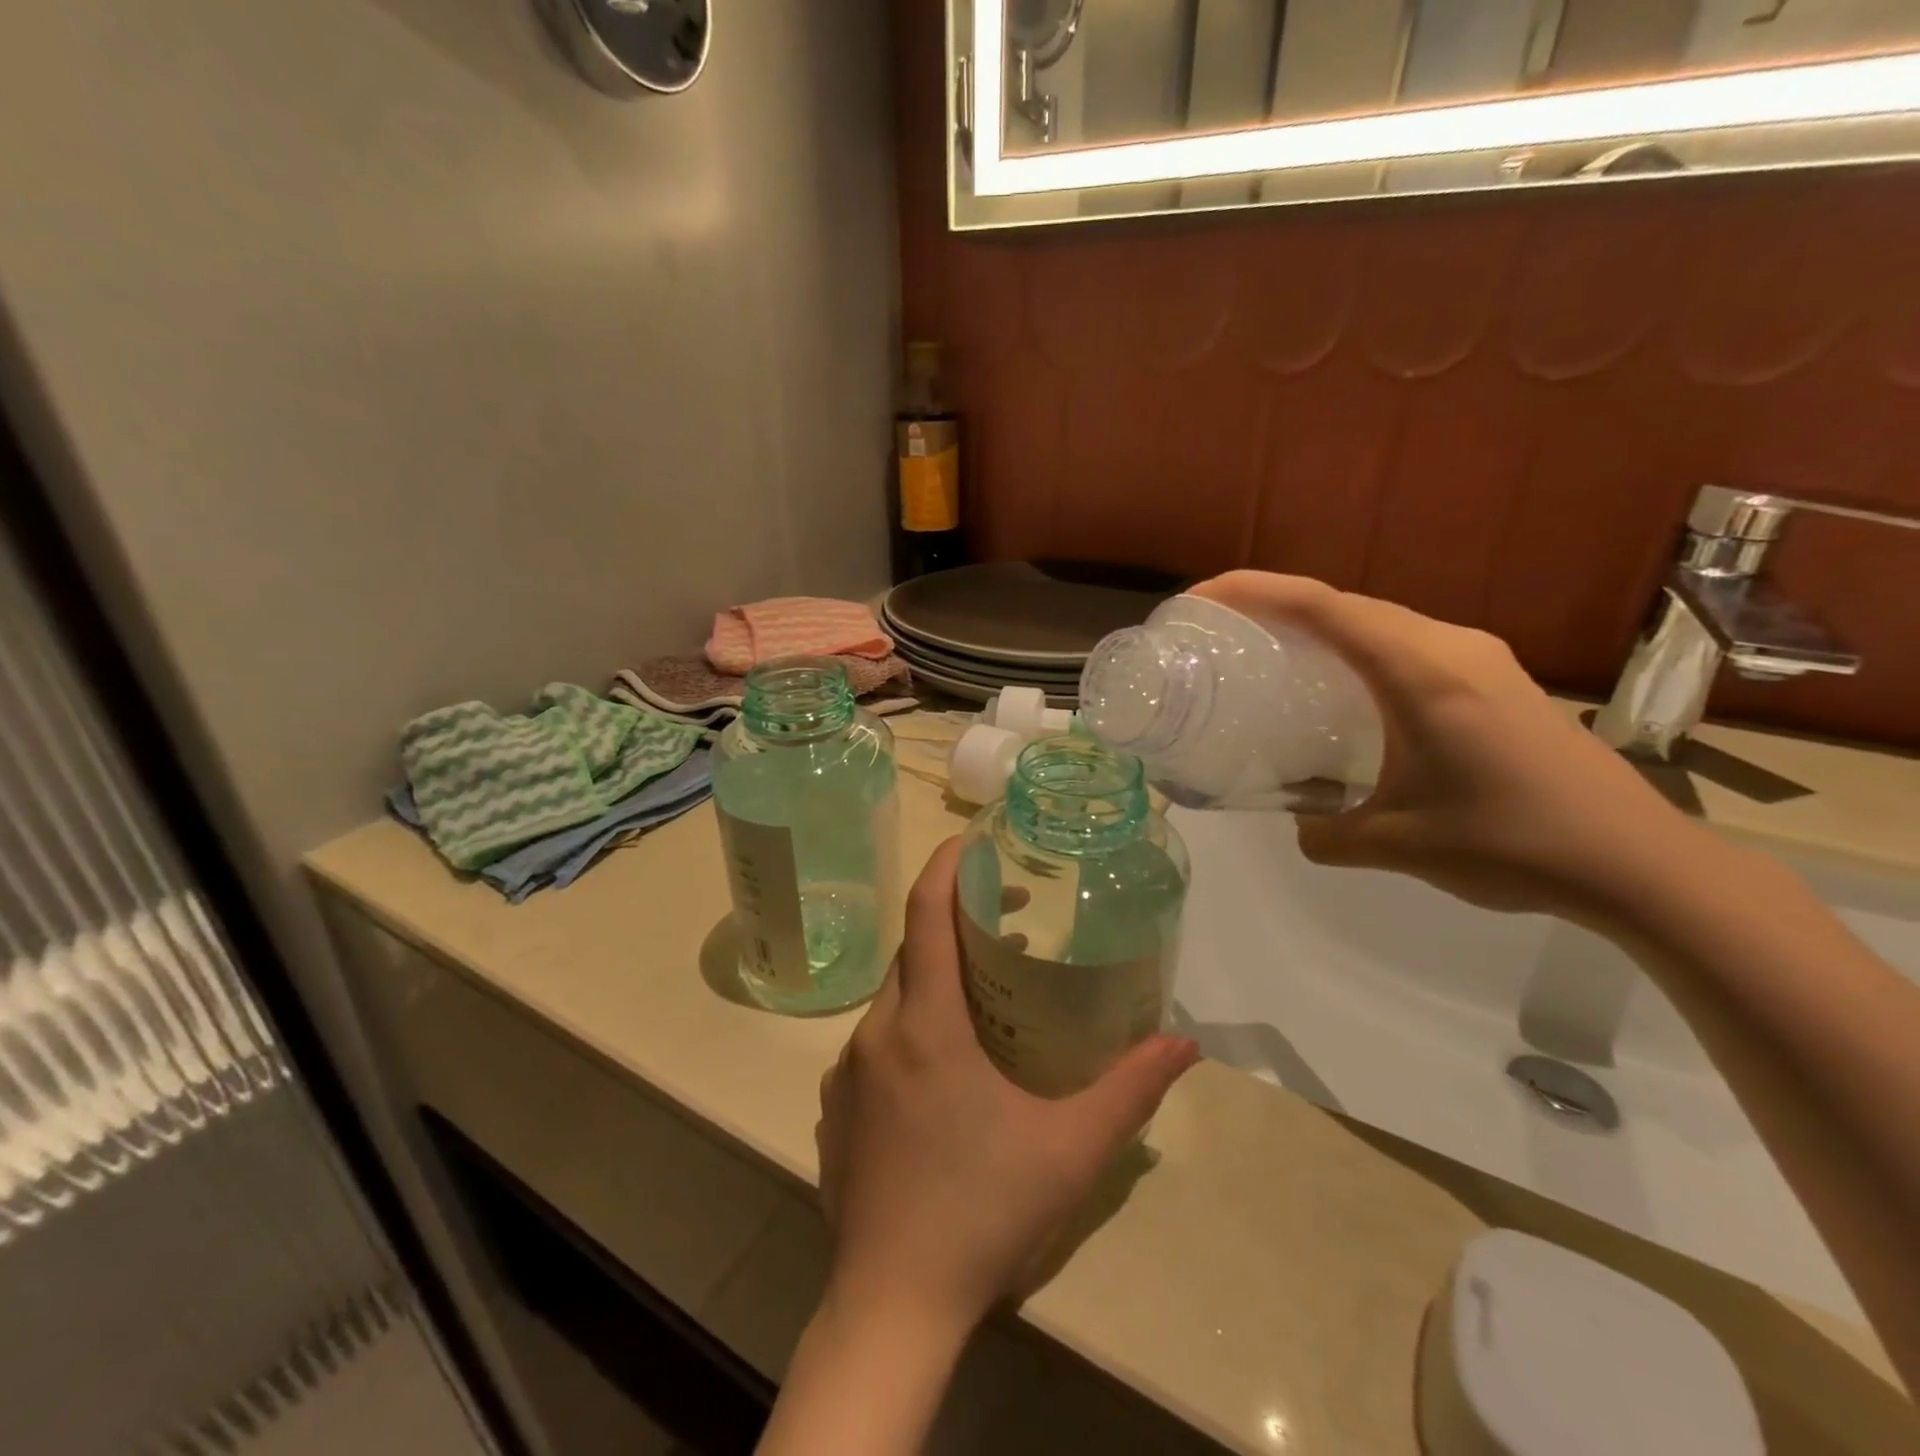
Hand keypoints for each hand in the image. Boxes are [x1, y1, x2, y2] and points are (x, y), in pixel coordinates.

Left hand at [815, 838, 1199, 1337]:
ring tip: (986, 993)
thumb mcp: (1071, 1149)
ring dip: (935, 977)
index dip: (946, 865)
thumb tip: (1184, 1044)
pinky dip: (912, 1023)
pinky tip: (946, 1066)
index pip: (925, 914)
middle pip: (912, 951)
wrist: (891, 1304)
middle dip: (955, 921)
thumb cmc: (984, 1211)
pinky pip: (877, 1040)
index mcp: (926, 1024)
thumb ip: (1131, 1089)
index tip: (973, 839)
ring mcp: (849, 1070)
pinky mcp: (837, 1106)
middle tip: (1007, 920)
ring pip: (894, 996)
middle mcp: (878, 1032)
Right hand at [1190, 572, 1698, 925]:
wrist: (1638, 863)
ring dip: (1320, 626)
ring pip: (1379, 621)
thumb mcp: (1397, 845)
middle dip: (1277, 604)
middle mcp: (1450, 647)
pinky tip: (1342, 689)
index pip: (1322, 607)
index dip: (1253, 591)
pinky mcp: (1495, 680)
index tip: (1202, 599)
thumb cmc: (1513, 844)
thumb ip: (1328, 834)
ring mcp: (1480, 659)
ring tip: (1271, 653)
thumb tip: (1300, 827)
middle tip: (1222, 630)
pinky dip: (1357, 650)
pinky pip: (1407, 645)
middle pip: (1346, 603)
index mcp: (1422, 671)